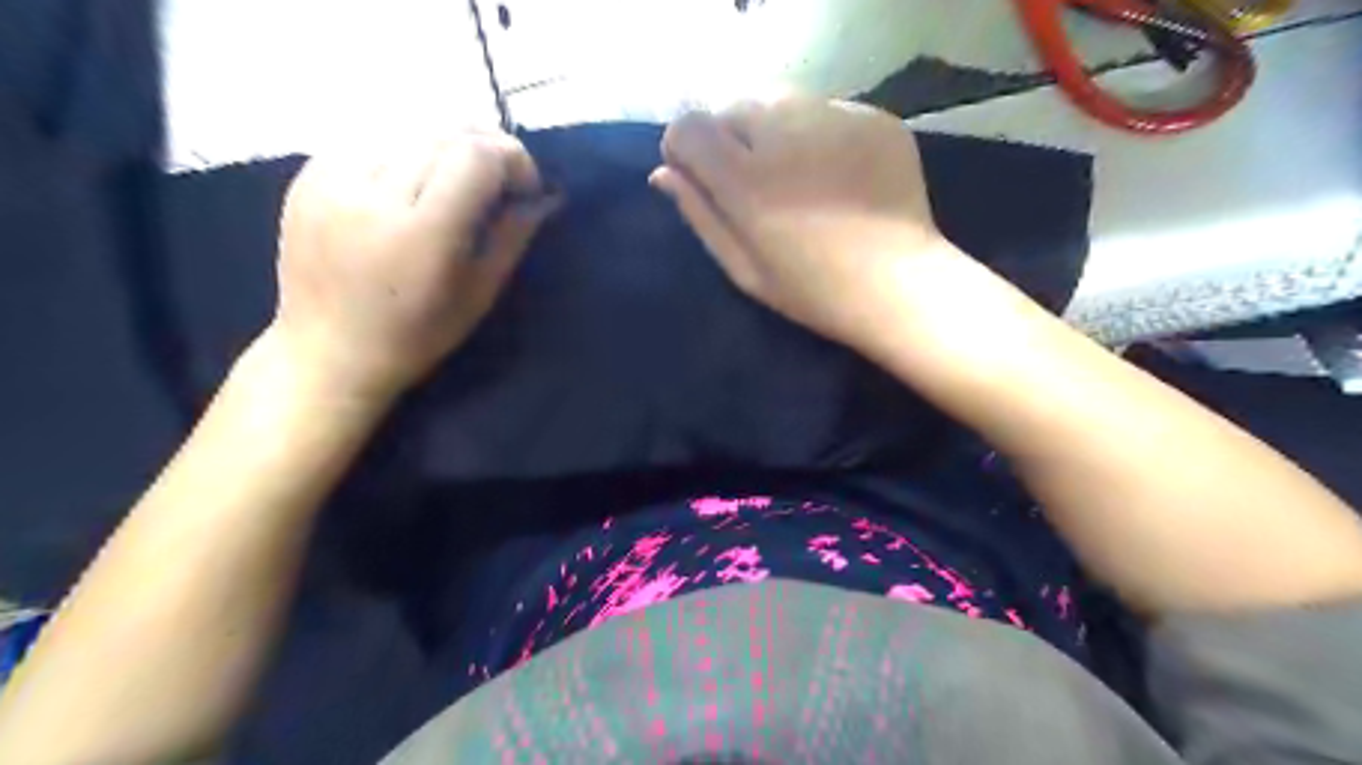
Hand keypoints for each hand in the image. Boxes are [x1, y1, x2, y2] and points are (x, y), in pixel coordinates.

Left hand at [272, 130, 558, 405]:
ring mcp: (333, 179)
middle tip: (498, 180)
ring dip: (445, 145)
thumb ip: (512, 236)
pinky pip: (371, 137)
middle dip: (485, 147)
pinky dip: (404, 148)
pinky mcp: (308, 175)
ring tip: (455, 180)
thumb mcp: (479, 294)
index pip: (476, 155)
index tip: (524, 187)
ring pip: (408, 127)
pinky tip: (410, 179)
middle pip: (445, 132)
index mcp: (423, 233)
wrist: (328, 350)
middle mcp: (375, 194)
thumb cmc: (416, 335)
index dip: (512, 157)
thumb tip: (541, 196)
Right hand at [647, 95, 954, 351]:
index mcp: (746, 179)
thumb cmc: (812, 290)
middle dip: (730, 137)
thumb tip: (663, 173)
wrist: (898, 285)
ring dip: (773, 129)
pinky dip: (818, 133)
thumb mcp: (744, 267)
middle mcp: (785, 133)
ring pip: (780, 101)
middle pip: (733, 106)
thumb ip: (699, 214)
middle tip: (754, 181)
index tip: (697, 174)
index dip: (684, 148)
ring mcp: (834, 118)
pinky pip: (826, 109)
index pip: (688, 126)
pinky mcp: (872, 116)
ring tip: (796, 174)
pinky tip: (836, 173)